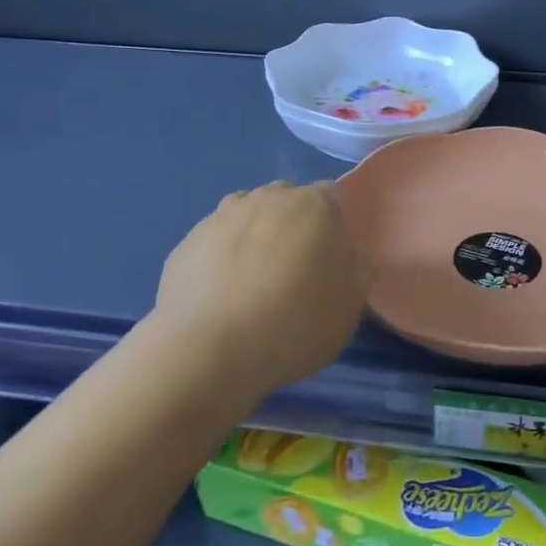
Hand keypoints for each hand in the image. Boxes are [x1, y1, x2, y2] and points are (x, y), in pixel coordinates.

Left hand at [150, 182, 370, 398]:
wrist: (209, 348)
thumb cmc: (295, 323)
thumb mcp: (350, 304)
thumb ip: (357, 267)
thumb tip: (347, 253)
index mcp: (315, 205)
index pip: (333, 196)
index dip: (334, 226)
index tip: (331, 260)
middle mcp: (269, 197)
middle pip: (288, 202)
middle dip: (294, 227)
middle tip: (295, 272)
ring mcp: (223, 215)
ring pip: (249, 216)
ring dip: (256, 238)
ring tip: (254, 284)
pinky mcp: (188, 241)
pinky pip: (216, 242)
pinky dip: (223, 259)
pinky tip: (222, 296)